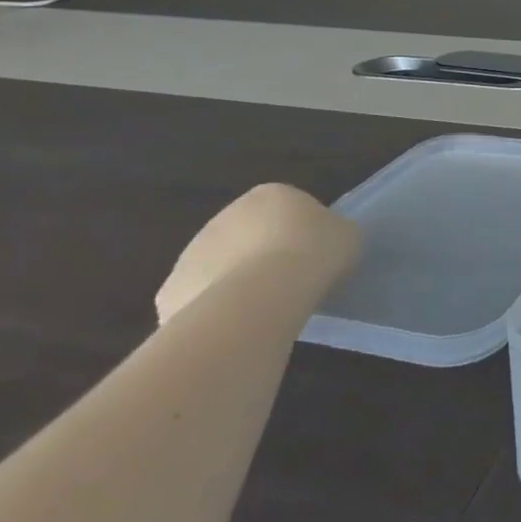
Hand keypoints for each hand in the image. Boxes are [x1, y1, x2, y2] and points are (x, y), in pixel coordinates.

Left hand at [155, 183, 360, 323]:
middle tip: (288, 286)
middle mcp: (226, 215)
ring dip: (237, 284)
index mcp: (270, 194)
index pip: (287, 210)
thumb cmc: (313, 253)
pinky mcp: (173, 289)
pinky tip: (237, 327)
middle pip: (248, 237)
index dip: (302, 235)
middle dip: (263, 258)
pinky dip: (214, 313)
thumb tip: (325, 245)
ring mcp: (193, 252)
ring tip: (264, 312)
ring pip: (221, 269)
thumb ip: (334, 234)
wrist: (262, 294)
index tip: (313, 259)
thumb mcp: (347, 236)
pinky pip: (199, 301)